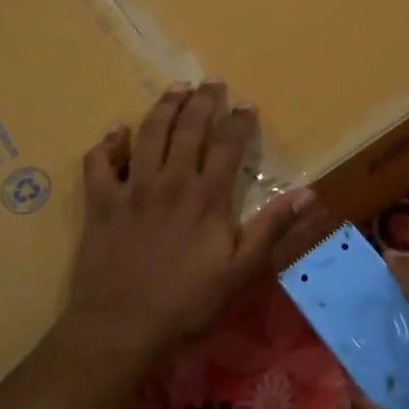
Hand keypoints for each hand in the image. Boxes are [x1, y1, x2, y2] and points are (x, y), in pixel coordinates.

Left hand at [58, 82, 316, 372]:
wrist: (121, 327)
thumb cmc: (187, 304)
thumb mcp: (241, 272)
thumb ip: (271, 229)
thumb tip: (308, 193)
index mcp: (206, 197)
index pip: (226, 145)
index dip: (238, 121)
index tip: (246, 103)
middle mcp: (170, 182)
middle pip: (188, 129)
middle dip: (202, 101)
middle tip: (211, 81)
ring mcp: (132, 189)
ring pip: (148, 134)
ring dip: (163, 107)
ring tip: (175, 88)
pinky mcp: (101, 203)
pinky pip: (99, 163)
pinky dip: (107, 144)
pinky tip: (115, 132)